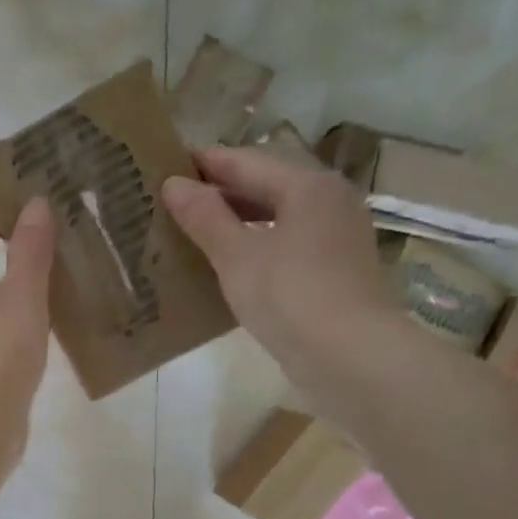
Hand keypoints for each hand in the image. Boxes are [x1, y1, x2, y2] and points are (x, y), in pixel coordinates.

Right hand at [163, 145, 410, 407]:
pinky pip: (288, 245)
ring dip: (239, 222)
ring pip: (279, 217)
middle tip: (175, 201)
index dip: (205, 164)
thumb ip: (205, 217)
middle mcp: (329, 201)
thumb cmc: (290, 296)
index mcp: (308, 185)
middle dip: (222, 193)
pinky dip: (258, 246)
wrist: (350, 357)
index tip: (167, 166)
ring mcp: (338, 237)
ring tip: (195, 232)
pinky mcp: (337, 271)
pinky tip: (230, 265)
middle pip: (267, 186)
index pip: (247, 162)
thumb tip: (173, 184)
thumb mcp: (237, 256)